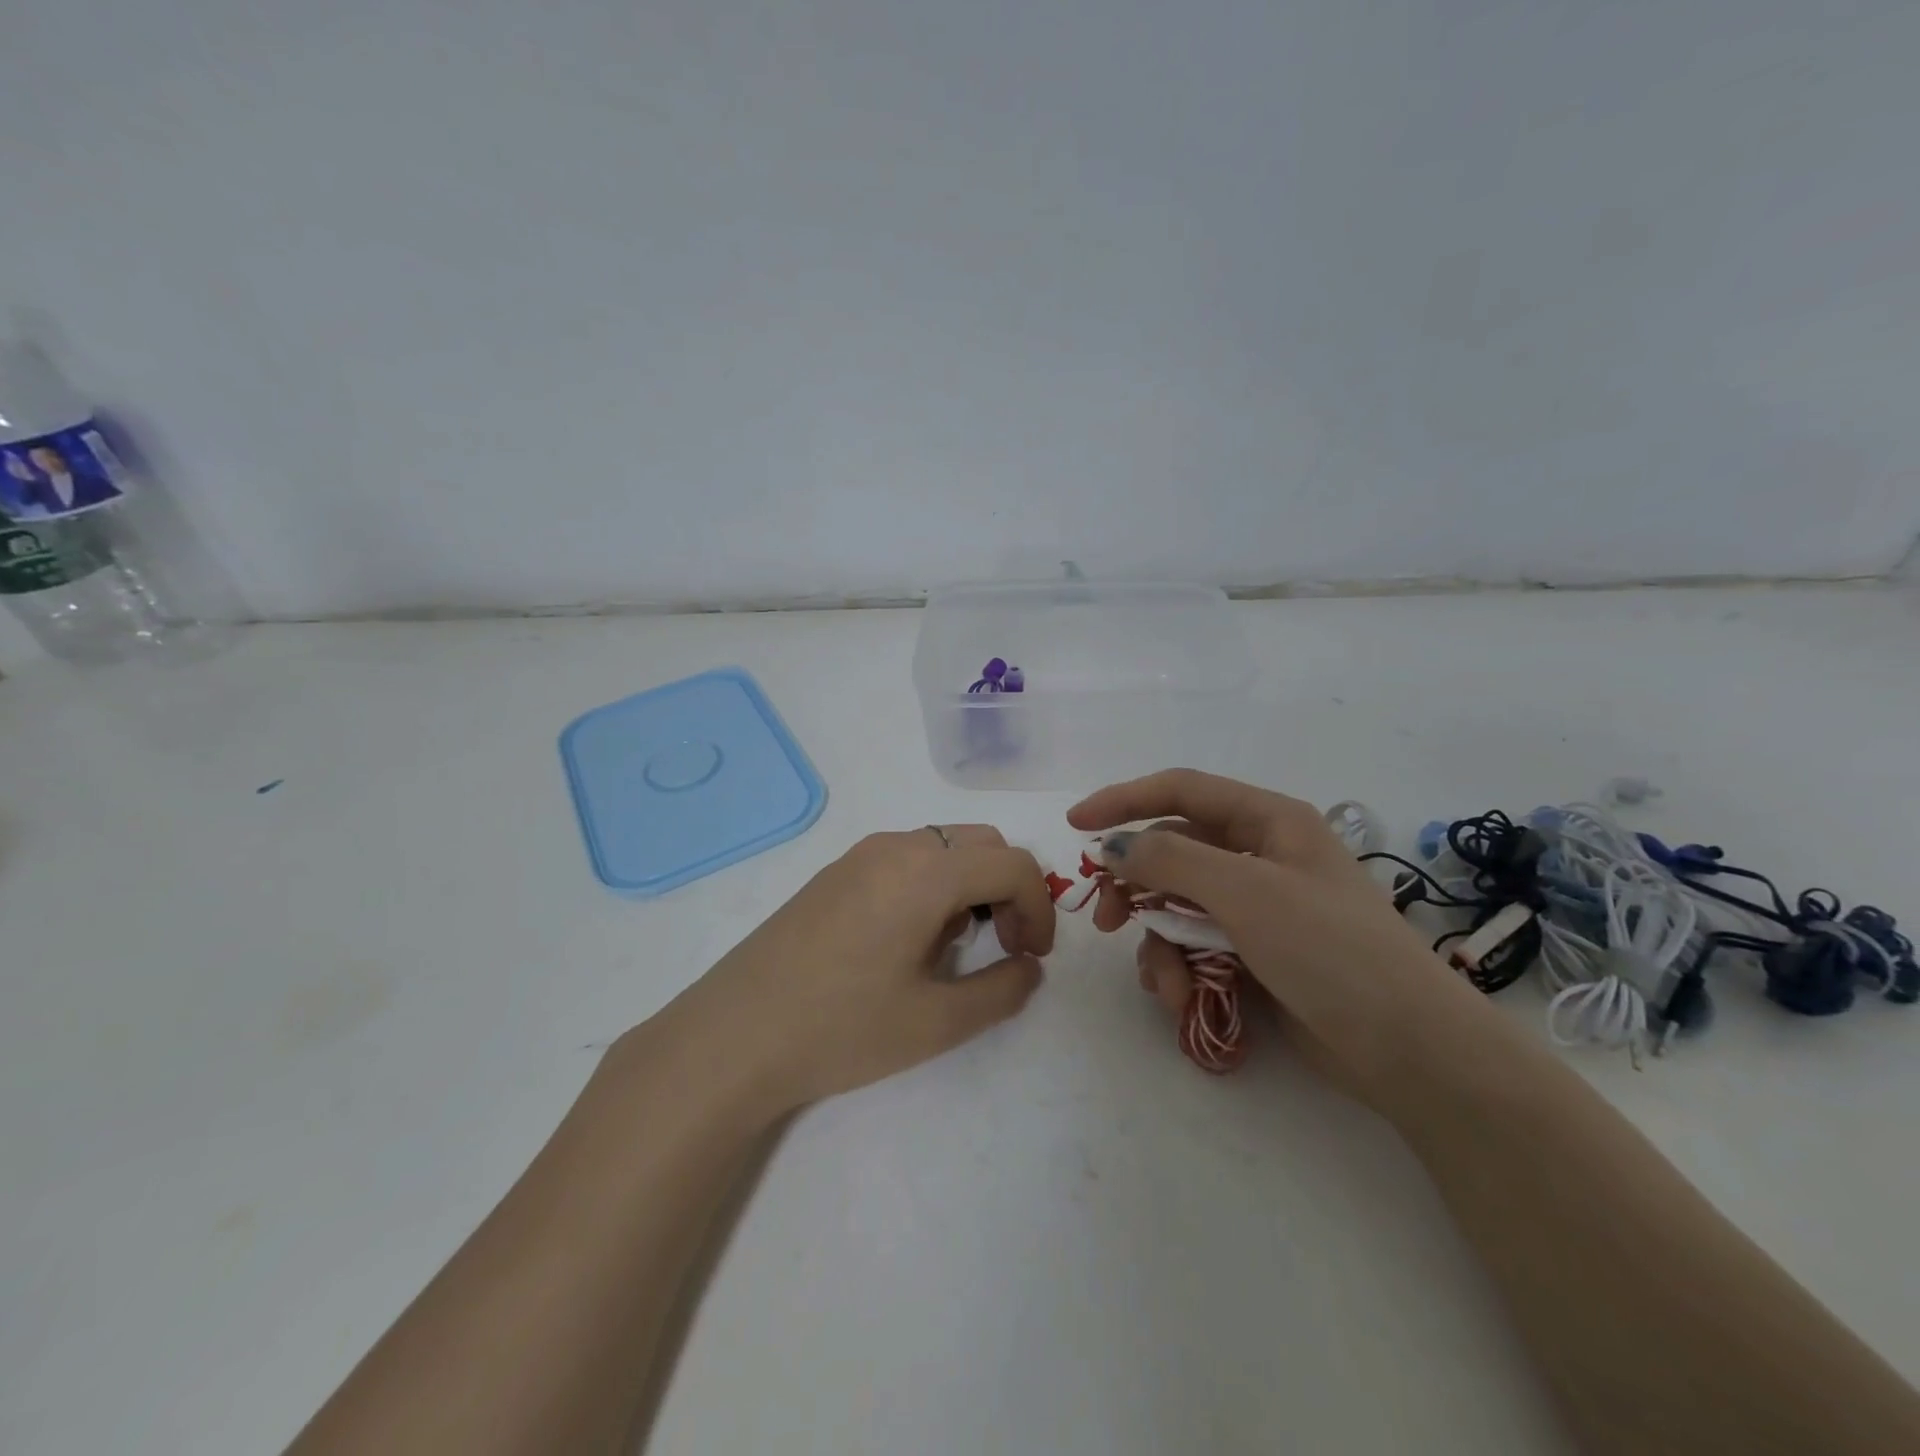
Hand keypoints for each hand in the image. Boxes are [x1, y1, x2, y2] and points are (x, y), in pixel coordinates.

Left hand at [666, 825, 1052, 1117]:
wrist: (732, 1036)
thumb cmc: (840, 1029)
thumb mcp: (935, 1022)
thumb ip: (1002, 991)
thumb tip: (1029, 968)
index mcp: (926, 872)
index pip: (1013, 864)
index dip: (1040, 907)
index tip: (1033, 957)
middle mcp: (896, 846)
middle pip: (982, 843)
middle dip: (1009, 889)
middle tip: (1005, 946)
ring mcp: (861, 855)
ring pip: (944, 846)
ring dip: (971, 884)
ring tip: (955, 946)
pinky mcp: (836, 872)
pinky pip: (907, 857)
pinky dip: (934, 883)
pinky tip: (910, 939)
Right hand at [1068, 769, 1490, 1107]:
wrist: (1408, 1049)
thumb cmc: (1330, 950)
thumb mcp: (1246, 892)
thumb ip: (1171, 859)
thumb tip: (1113, 847)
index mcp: (1269, 821)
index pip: (1181, 791)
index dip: (1123, 800)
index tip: (1075, 825)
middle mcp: (1260, 856)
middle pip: (1173, 853)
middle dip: (1136, 886)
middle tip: (1103, 918)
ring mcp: (1258, 908)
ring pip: (1178, 907)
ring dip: (1160, 944)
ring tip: (1166, 984)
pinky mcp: (1255, 954)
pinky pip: (1196, 947)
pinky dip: (1182, 971)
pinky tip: (1185, 1001)